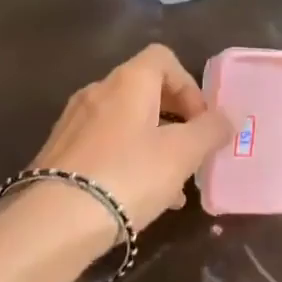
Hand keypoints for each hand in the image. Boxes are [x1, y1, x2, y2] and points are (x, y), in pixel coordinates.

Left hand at [23, 44, 234, 258]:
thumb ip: (210, 131)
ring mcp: (74, 122)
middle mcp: (97, 91)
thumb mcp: (182, 154)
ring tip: (172, 186)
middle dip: (175, 120)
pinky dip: (128, 161)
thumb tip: (227, 118)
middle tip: (191, 153)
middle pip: (146, 91)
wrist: (53, 222)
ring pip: (126, 123)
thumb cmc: (128, 176)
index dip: (189, 85)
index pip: (164, 58)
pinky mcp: (59, 152)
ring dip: (154, 145)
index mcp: (128, 81)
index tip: (201, 122)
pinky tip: (140, 199)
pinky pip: (105, 146)